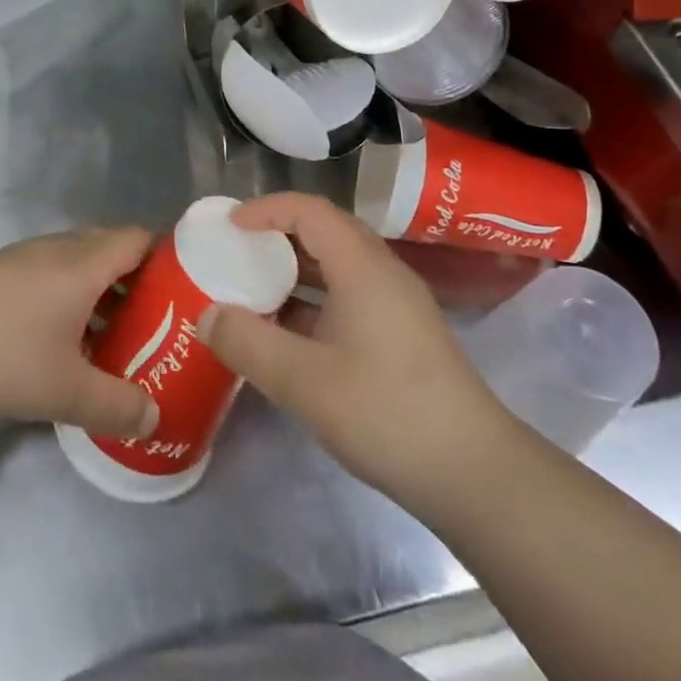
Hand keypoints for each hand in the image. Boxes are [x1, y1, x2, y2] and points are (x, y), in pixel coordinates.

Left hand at [0, 227, 158, 437]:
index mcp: (86, 263)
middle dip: (137, 284)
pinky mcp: (0, 271)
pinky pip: (53, 275)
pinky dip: (69, 298)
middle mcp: (62, 248)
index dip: (166, 260)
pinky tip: (59, 341)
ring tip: (111, 339)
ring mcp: (27, 256)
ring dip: (101, 294)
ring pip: (80, 264)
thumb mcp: (64, 391)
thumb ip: (115, 406)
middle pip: (113, 250)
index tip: (181, 295)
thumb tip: (154, 418)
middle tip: (153, 326)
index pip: (141, 239)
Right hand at [199, 194, 507, 516]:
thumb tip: (207, 314)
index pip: (309, 211)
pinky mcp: (402, 333)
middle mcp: (382, 272)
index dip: (266, 209)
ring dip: (296, 269)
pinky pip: (349, 294)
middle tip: (238, 252)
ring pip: (338, 265)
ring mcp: (397, 303)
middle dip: (278, 234)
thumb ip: (249, 343)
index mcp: (362, 266)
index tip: (230, 226)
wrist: (473, 471)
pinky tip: (291, 333)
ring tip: (256, 288)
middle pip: (326, 230)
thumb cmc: (386, 413)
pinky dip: (315, 299)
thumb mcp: (304, 381)